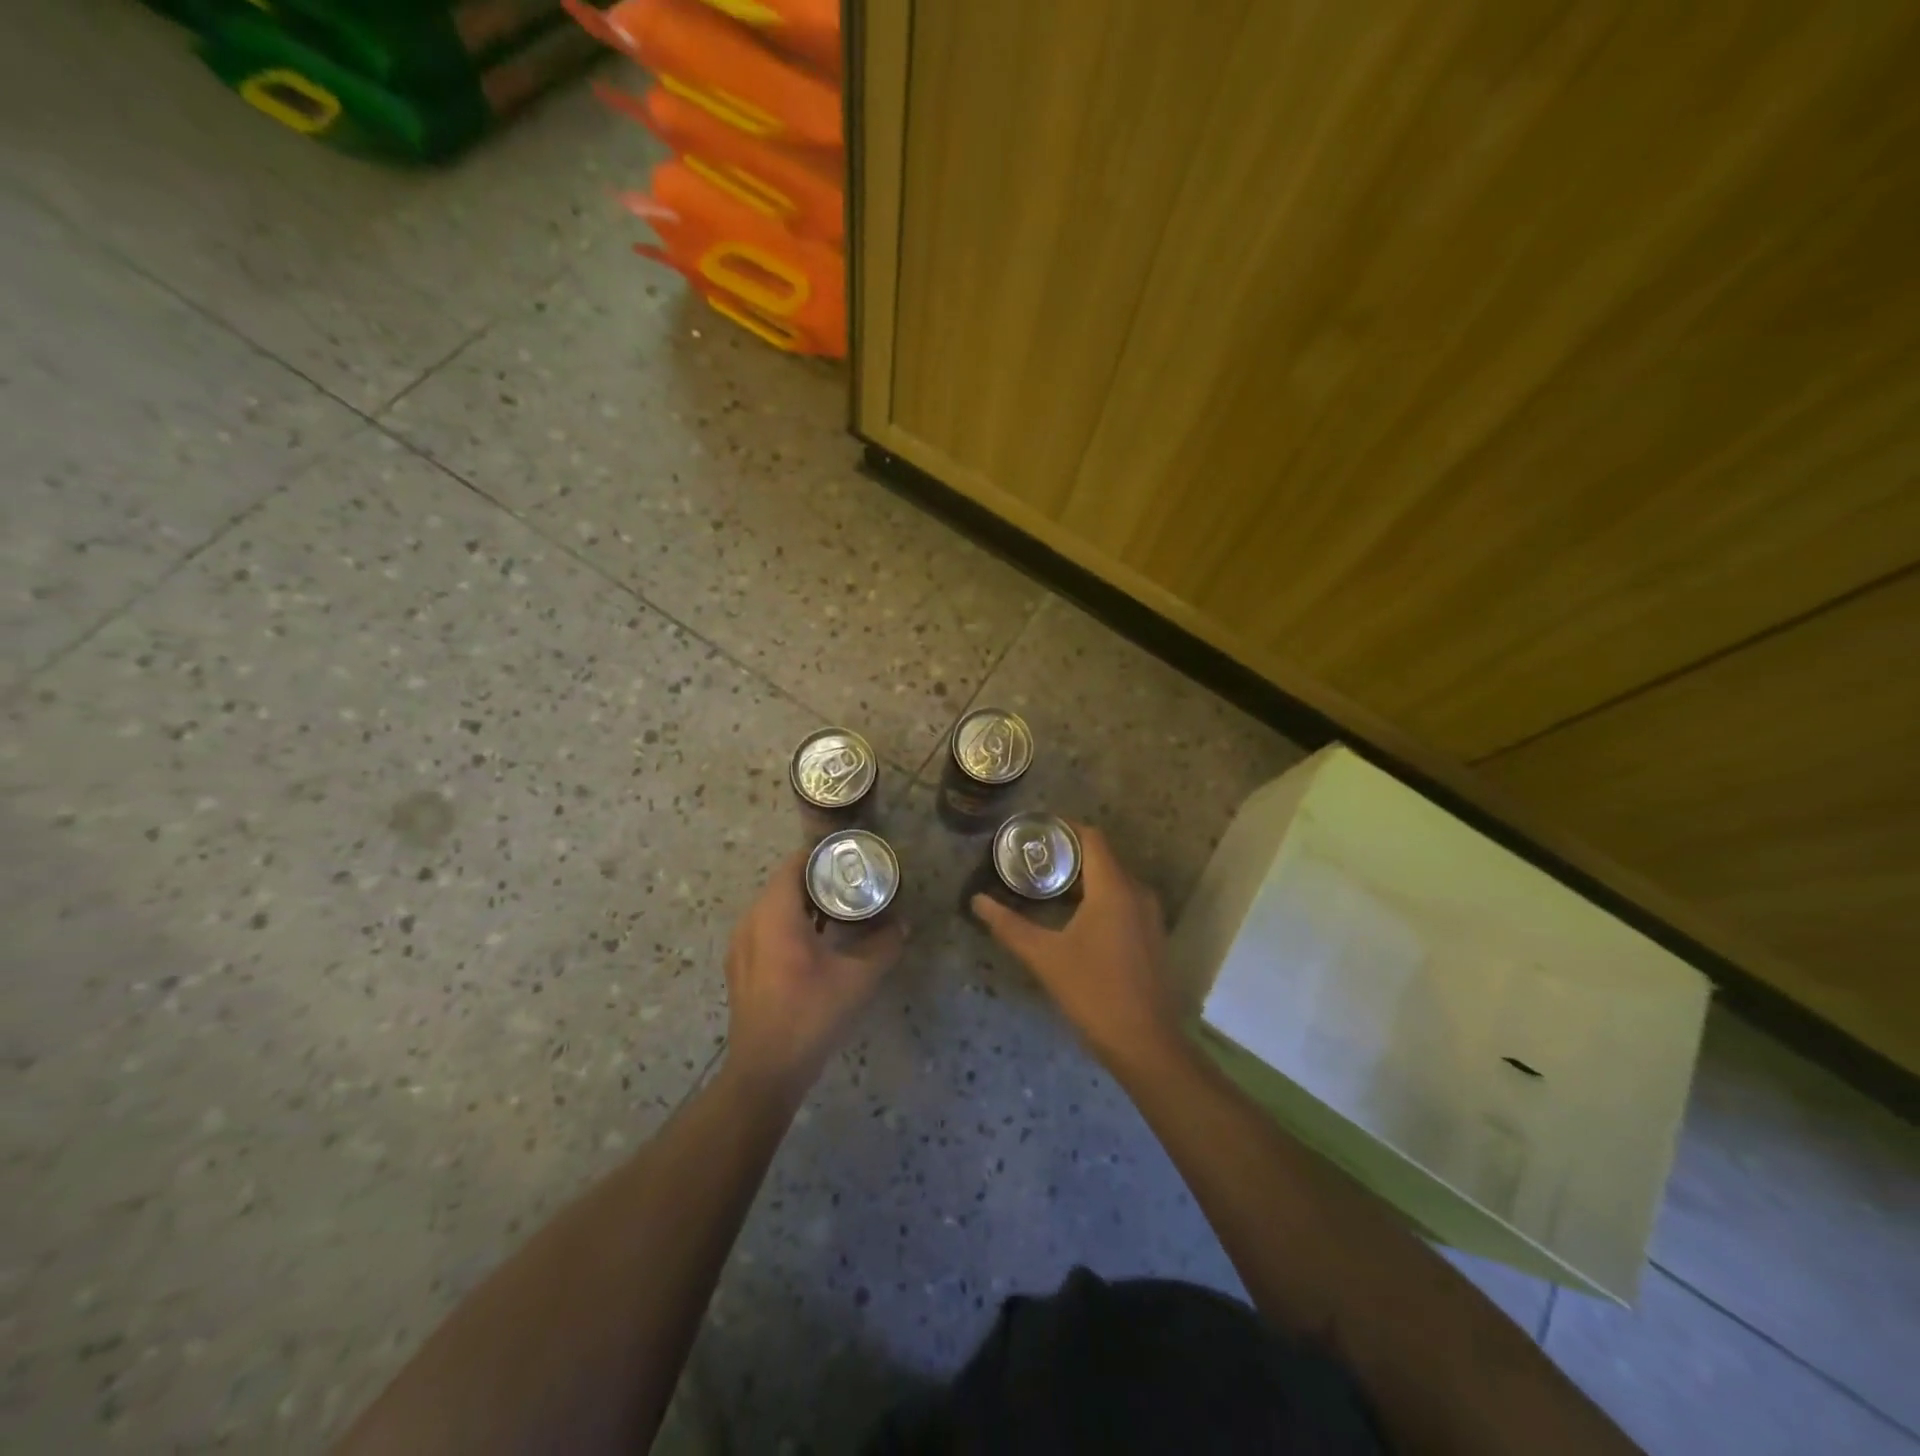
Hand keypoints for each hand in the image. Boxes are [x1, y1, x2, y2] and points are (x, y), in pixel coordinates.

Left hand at [723, 852, 906, 1097]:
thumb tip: (904, 924)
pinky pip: (764, 928)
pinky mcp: (739, 967)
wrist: (766, 1070)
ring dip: (803, 904)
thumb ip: (884, 945)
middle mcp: (751, 921)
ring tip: (838, 911)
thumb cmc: (811, 1014)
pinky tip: (814, 943)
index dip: (824, 855)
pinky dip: (789, 924)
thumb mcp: (858, 978)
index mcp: (775, 914)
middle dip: (818, 880)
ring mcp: (740, 945)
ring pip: (773, 907)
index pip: (795, 863)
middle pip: (784, 883)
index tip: (852, 859)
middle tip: (853, 883)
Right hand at [971, 823, 1180, 1066]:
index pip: (1092, 837)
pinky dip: (1099, 896)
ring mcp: (1149, 915)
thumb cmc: (1093, 992)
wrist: (1145, 1044)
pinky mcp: (1152, 935)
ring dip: (1083, 877)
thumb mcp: (1045, 957)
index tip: (1035, 830)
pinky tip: (1074, 916)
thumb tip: (977, 902)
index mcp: (1114, 888)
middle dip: (1068, 853)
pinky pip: (1124, 900)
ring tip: (1046, 886)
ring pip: (1114, 879)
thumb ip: (1009, 926)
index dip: (1064, 827)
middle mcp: (1137, 892)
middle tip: (1031, 859)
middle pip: (1102, 857)